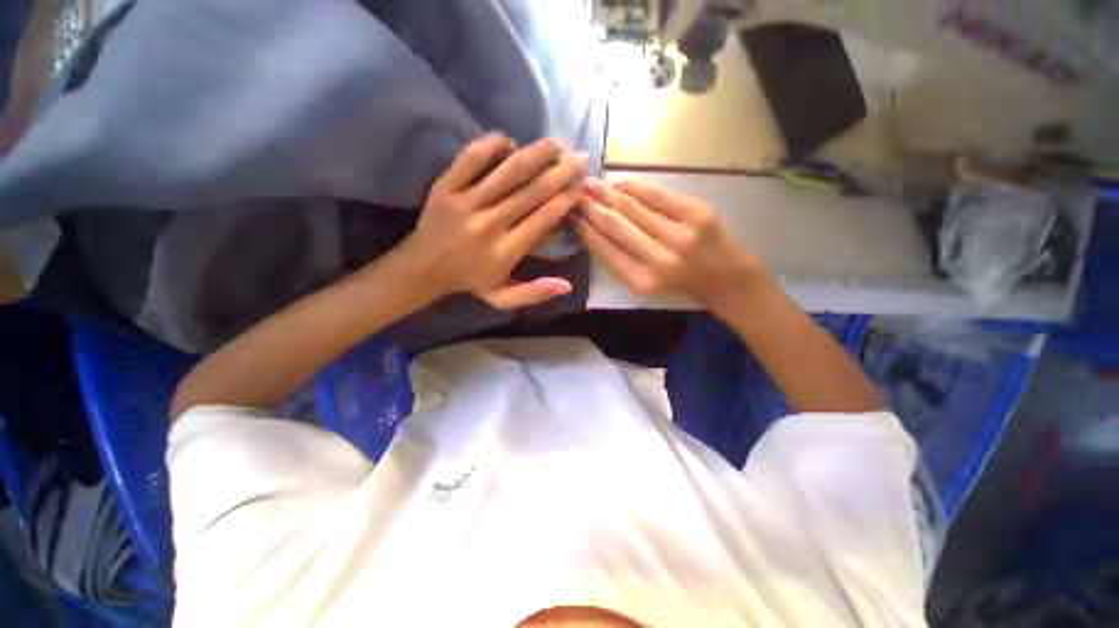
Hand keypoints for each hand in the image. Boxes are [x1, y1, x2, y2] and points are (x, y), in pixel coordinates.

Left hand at [400, 133, 588, 309]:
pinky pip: (472, 157)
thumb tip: (567, 285)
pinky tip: (512, 142)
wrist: (423, 268)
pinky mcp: (446, 186)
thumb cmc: (470, 281)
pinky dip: (493, 144)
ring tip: (559, 143)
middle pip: (532, 191)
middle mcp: (489, 223)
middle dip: (562, 172)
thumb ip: (535, 293)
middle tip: (582, 158)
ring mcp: (466, 201)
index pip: (543, 218)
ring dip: (537, 153)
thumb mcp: (503, 298)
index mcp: (505, 251)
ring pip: (508, 170)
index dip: (566, 200)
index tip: (582, 188)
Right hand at [576, 177, 763, 310]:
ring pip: (633, 207)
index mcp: (642, 281)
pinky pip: (657, 195)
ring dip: (608, 193)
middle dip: (592, 207)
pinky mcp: (695, 213)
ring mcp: (679, 234)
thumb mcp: (644, 283)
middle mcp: (658, 259)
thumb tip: (592, 229)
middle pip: (616, 225)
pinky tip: (619, 182)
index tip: (573, 217)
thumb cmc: (679, 283)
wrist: (725, 276)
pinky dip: (635, 186)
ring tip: (591, 184)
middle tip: (576, 194)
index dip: (587, 231)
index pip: (605, 250)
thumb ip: (619, 261)